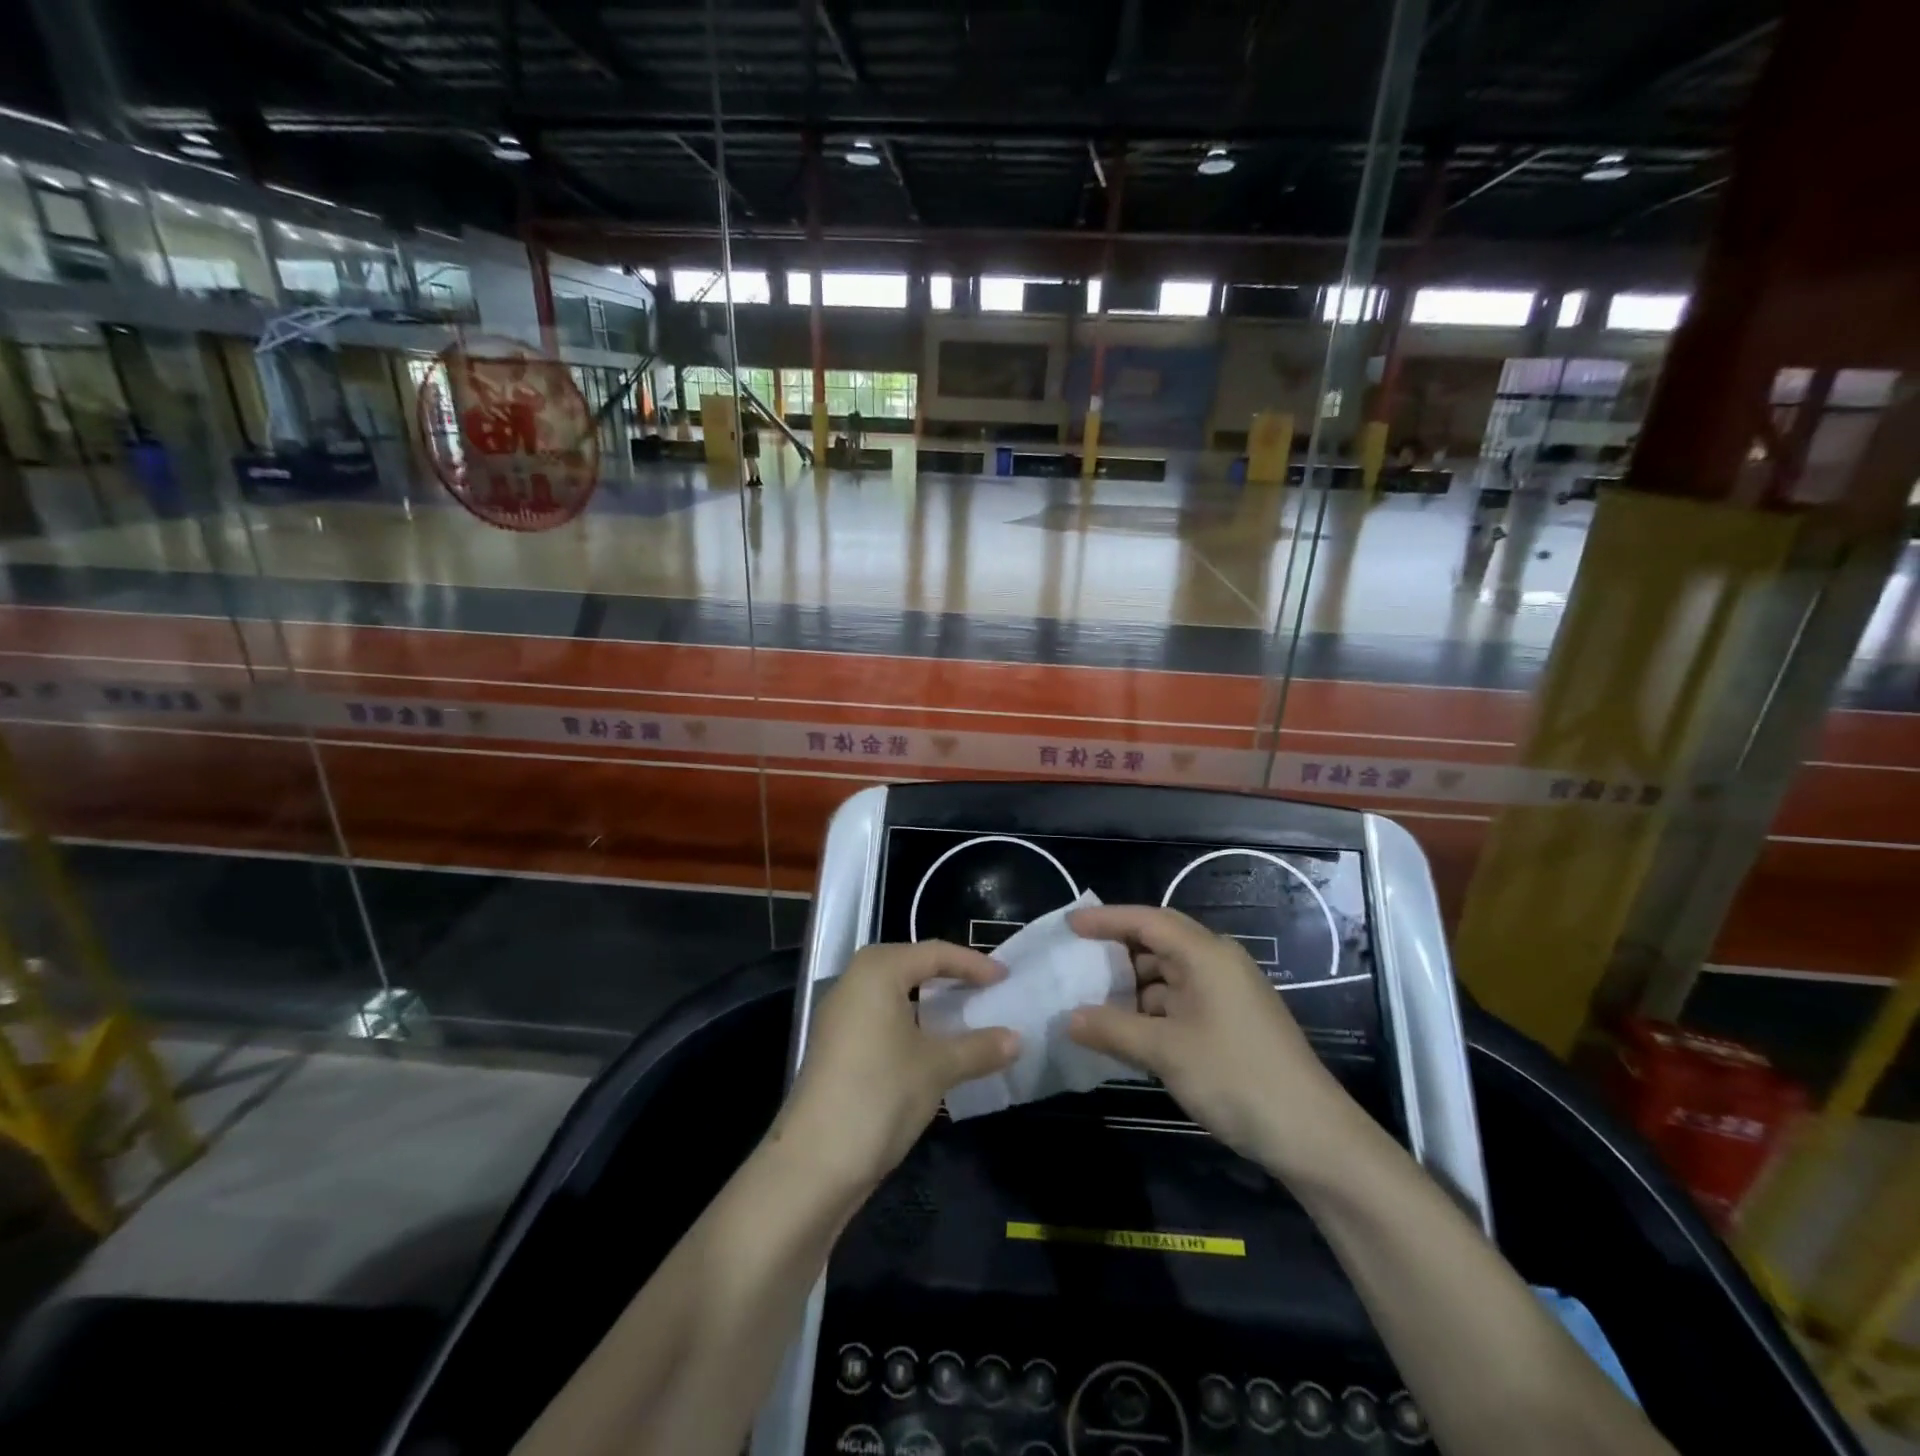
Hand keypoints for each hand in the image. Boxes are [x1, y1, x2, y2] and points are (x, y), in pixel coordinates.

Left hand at [776, 941, 1019, 1192]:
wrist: (813, 1163)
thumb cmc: (880, 1095)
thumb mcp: (937, 1068)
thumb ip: (979, 1048)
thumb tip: (1017, 1039)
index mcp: (877, 971)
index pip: (934, 953)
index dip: (973, 964)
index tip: (1005, 978)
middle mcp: (854, 982)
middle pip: (911, 967)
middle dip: (950, 978)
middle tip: (986, 991)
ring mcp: (840, 1015)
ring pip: (895, 994)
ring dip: (930, 1004)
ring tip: (966, 1017)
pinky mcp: (836, 1046)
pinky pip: (882, 1018)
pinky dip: (912, 1024)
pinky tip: (933, 1048)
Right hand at [1066, 905, 1362, 1175]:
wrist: (1313, 1136)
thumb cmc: (1236, 1078)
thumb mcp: (1165, 1051)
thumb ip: (1112, 1029)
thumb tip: (1068, 1019)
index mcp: (1206, 954)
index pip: (1147, 920)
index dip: (1105, 920)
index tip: (1069, 925)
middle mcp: (1217, 963)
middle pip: (1158, 944)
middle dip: (1116, 953)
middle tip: (1076, 963)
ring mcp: (1227, 994)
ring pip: (1167, 977)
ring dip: (1132, 988)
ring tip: (1092, 1003)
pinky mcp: (1231, 1023)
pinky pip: (1180, 1002)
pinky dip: (1151, 1012)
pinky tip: (1126, 1032)